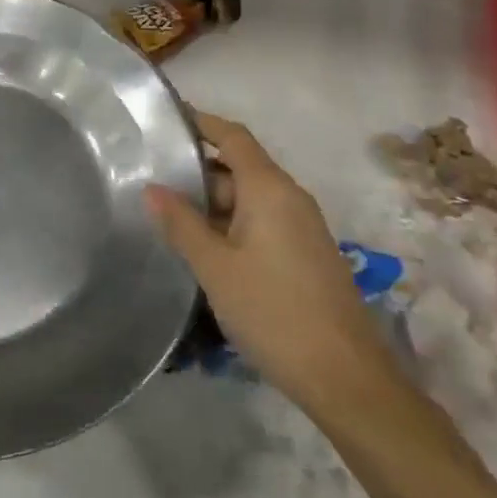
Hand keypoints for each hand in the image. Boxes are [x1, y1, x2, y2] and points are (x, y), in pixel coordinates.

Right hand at [146, 110, 391, 406]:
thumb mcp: (214, 267)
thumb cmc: (273, 311)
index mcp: (269, 188)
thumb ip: (181, 224)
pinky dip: (232, 223)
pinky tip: (206, 250)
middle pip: (240, 166)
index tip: (166, 119)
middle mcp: (290, 197)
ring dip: (213, 203)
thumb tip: (151, 188)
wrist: (346, 377)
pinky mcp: (307, 254)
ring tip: (170, 218)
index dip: (201, 123)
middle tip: (153, 181)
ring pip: (250, 197)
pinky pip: (263, 221)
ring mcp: (303, 227)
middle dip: (198, 171)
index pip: (233, 136)